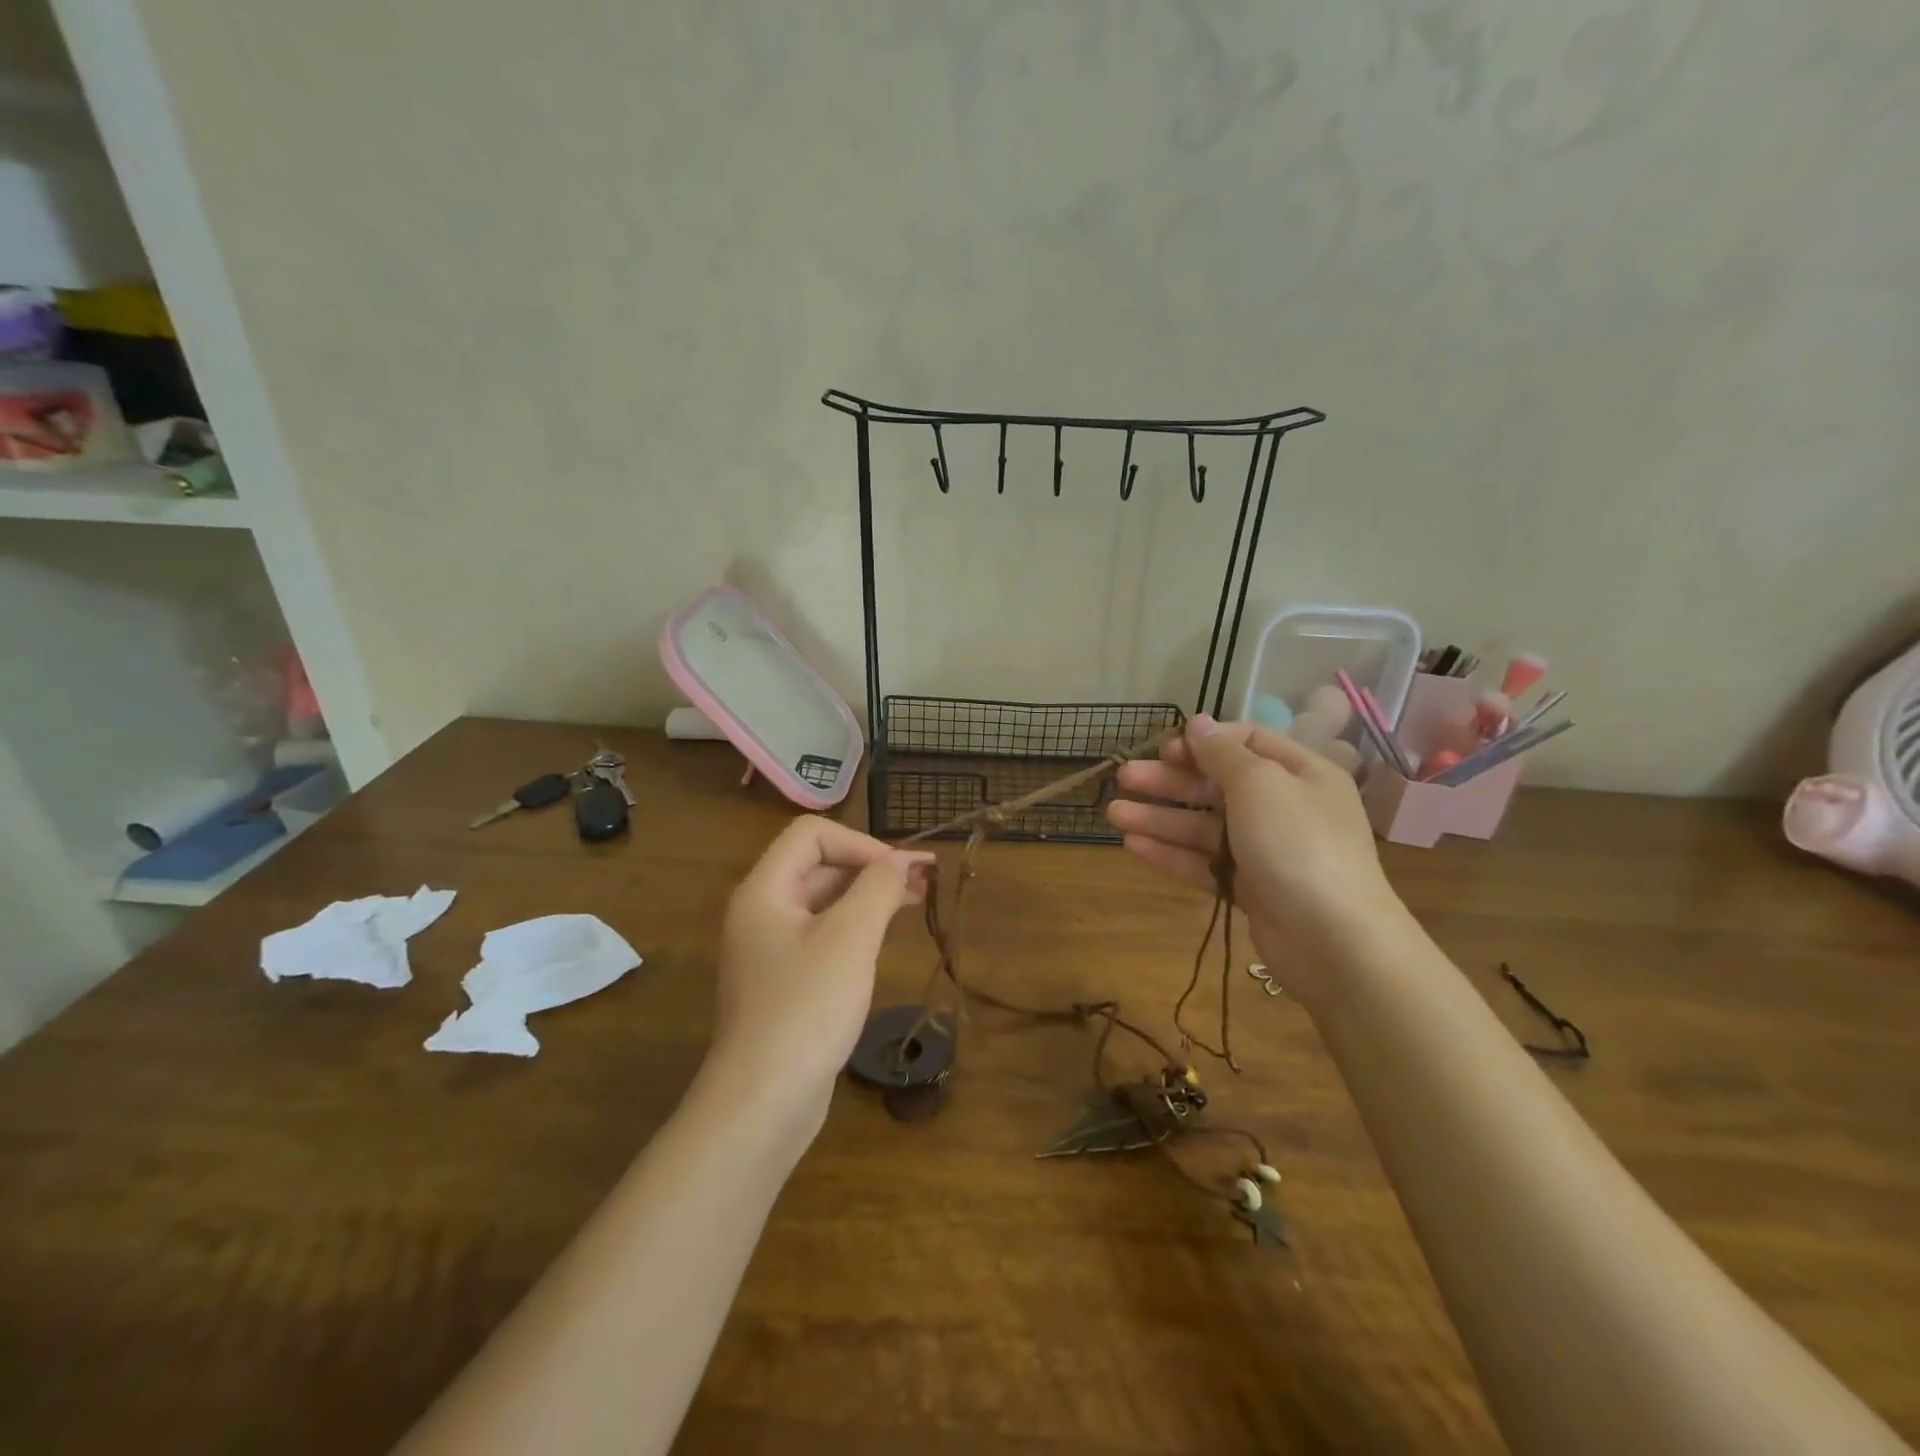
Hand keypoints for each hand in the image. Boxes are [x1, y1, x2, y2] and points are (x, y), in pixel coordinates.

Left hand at [705, 817, 932, 1136]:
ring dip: (869, 894)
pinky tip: (884, 935)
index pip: (812, 834)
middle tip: (924, 879)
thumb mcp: (850, 938)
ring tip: (917, 899)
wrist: (763, 1103)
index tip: (900, 871)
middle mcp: (762, 911)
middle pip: (818, 864)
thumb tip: (900, 860)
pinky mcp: (785, 980)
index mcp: (764, 890)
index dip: (860, 842)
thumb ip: (877, 888)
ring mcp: (771, 948)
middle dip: (871, 866)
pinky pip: (822, 934)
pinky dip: (856, 925)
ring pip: (824, 901)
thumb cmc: (807, 1008)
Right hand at [1107, 714, 1404, 975]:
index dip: (1203, 743)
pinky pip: (1205, 863)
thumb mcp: (1260, 784)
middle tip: (1124, 778)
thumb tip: (1198, 723)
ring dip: (1160, 817)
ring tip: (1114, 813)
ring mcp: (1266, 852)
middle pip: (1217, 785)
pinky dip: (1171, 853)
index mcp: (1301, 773)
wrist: (1334, 941)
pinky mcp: (1250, 889)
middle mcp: (1284, 808)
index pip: (1246, 743)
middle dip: (1169, 780)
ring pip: (1204, 826)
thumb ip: (1223, 753)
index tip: (1165, 748)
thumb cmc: (1298, 844)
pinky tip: (1133, 845)